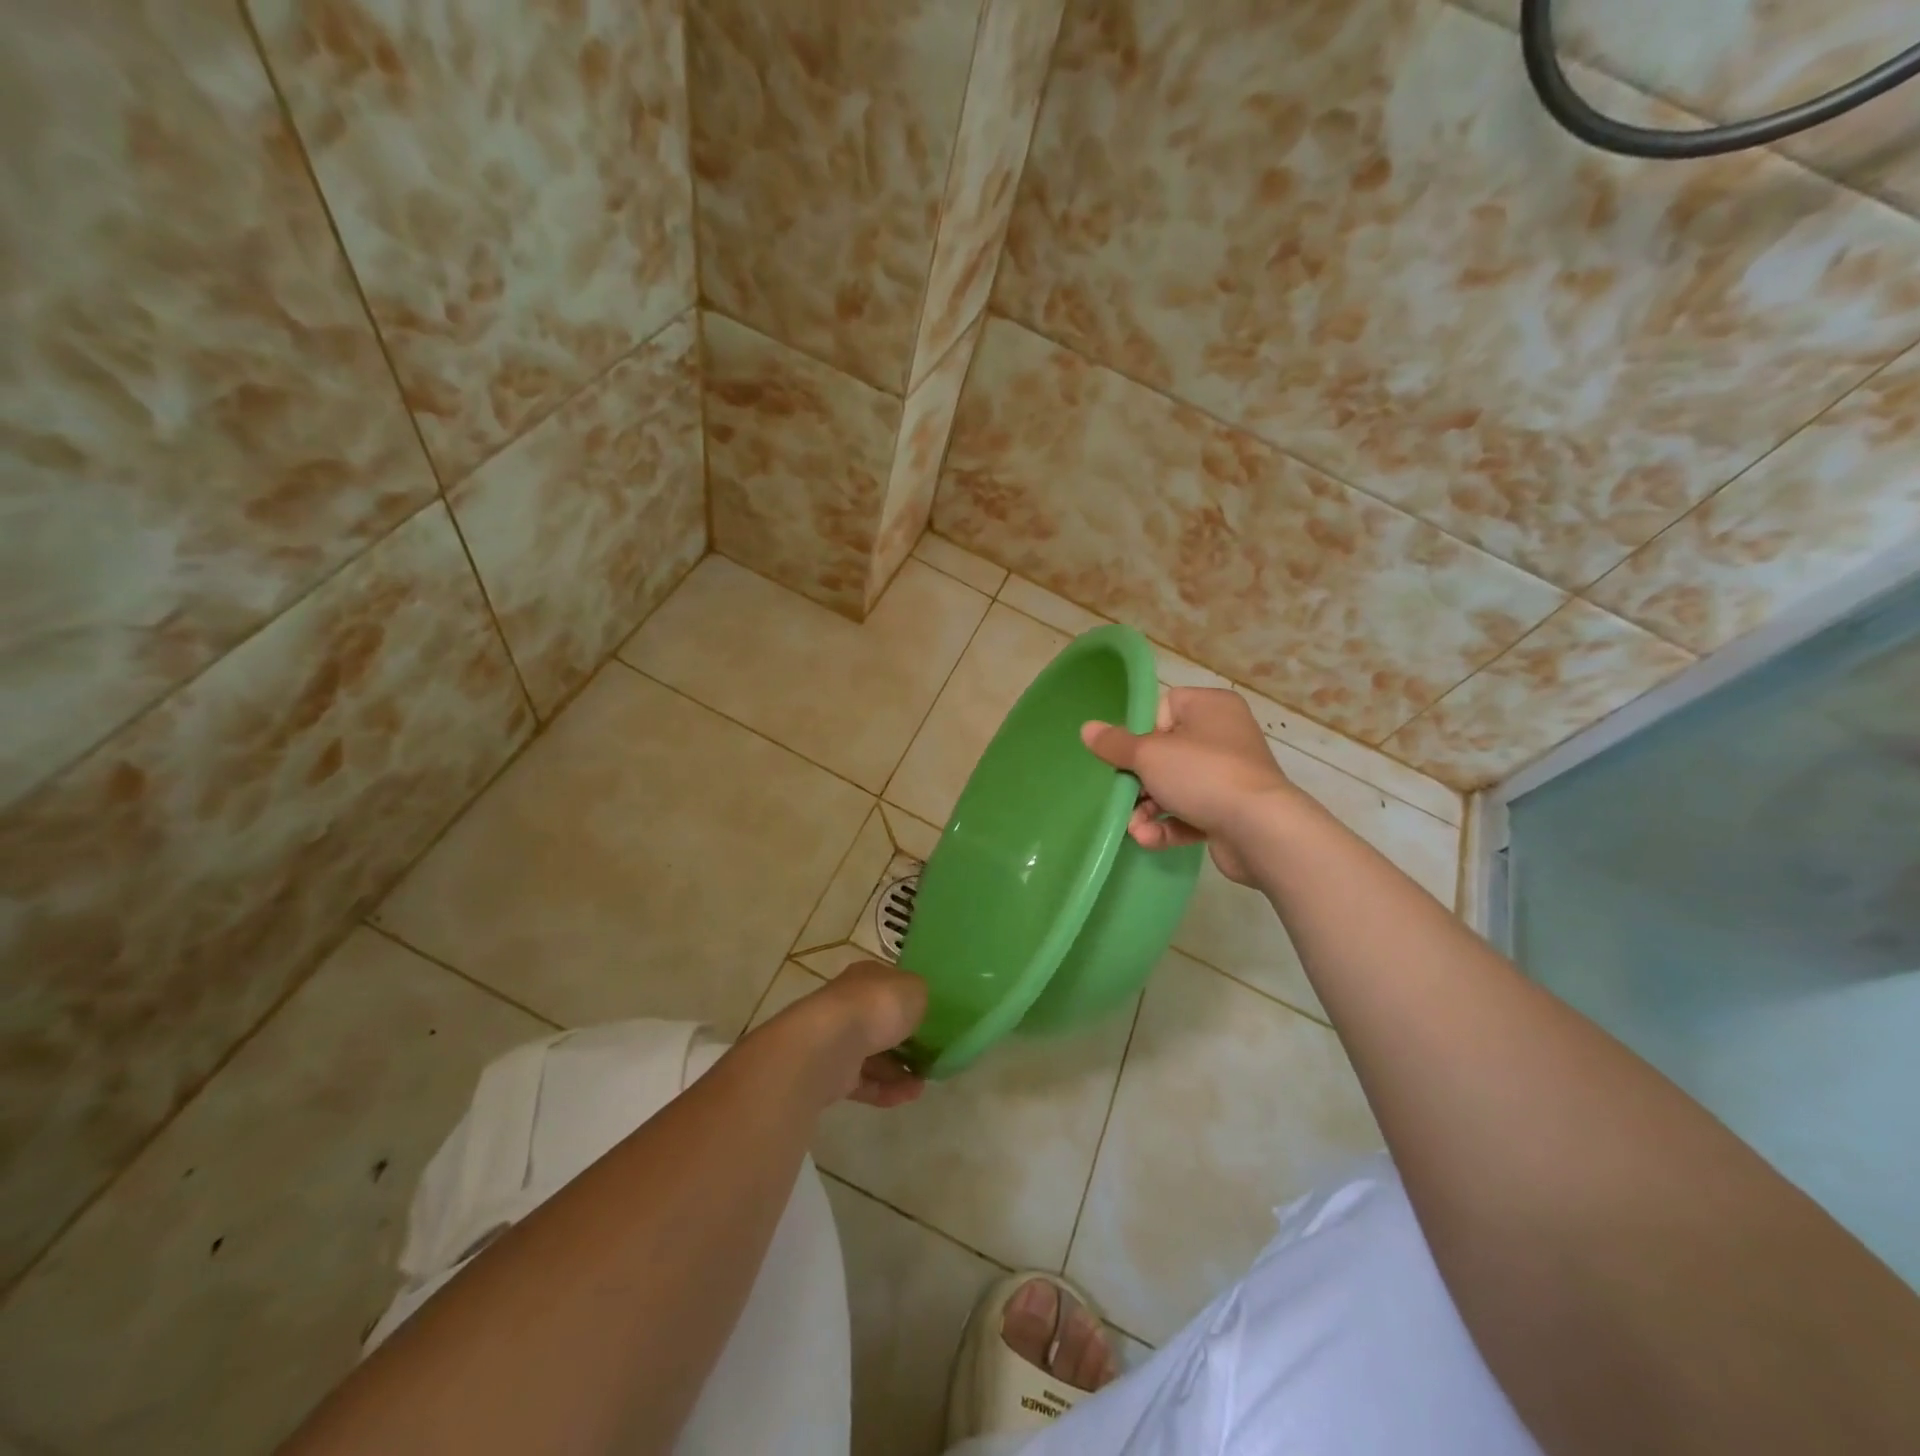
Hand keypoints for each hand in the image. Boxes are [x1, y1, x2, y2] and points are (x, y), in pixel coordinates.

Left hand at [768, 960, 928, 1108]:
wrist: (829, 1045)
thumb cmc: (877, 1006)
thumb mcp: (915, 990)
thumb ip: (921, 997)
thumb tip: (920, 1006)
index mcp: (867, 977)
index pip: (891, 985)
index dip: (912, 1001)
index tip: (933, 1019)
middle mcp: (850, 1004)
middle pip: (882, 1022)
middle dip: (907, 1040)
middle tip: (932, 1055)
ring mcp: (839, 1039)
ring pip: (874, 1055)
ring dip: (900, 1070)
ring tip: (925, 1083)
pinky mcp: (833, 1073)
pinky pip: (865, 1082)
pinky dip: (887, 1089)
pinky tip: (910, 1095)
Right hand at [1080, 688, 1294, 884]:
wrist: (1261, 830)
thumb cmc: (1203, 775)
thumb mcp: (1149, 755)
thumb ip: (1116, 744)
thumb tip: (1086, 728)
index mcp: (1211, 707)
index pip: (1165, 707)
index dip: (1143, 732)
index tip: (1133, 754)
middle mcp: (1225, 736)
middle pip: (1166, 752)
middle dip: (1139, 780)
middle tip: (1124, 794)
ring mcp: (1230, 776)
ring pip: (1176, 787)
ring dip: (1149, 809)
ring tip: (1134, 827)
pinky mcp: (1231, 812)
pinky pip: (1191, 813)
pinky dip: (1169, 826)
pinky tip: (1149, 839)